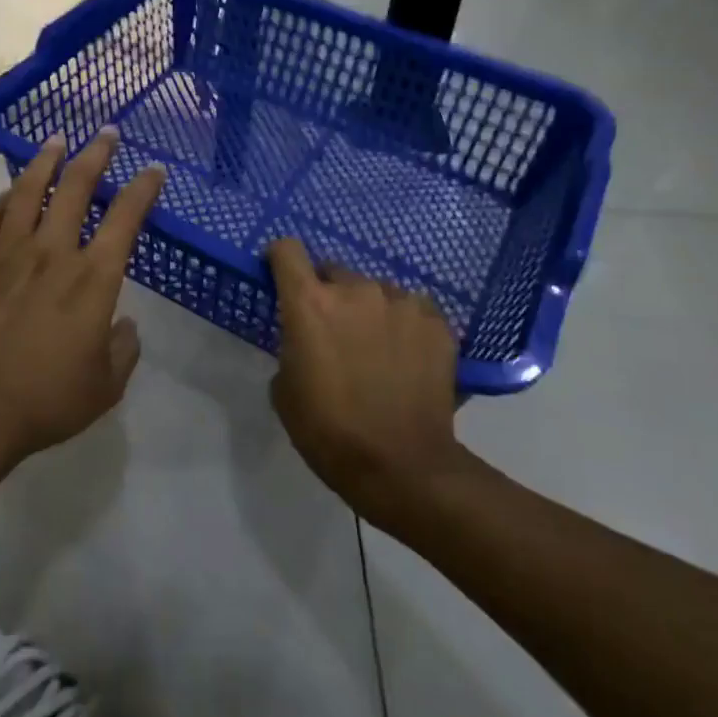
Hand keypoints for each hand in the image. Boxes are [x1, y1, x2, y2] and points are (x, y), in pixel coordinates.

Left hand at [0, 129, 165, 467]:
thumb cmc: (46, 401)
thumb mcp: (105, 387)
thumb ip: (124, 350)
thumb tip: (125, 325)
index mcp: (92, 279)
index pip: (125, 219)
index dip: (143, 189)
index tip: (154, 170)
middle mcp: (51, 254)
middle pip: (75, 188)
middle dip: (95, 155)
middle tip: (107, 133)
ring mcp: (6, 255)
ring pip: (27, 192)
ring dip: (45, 161)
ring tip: (56, 141)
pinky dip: (1, 200)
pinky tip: (8, 194)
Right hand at [265, 240, 465, 530]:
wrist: (402, 466)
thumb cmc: (328, 431)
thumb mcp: (285, 389)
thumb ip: (292, 346)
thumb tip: (306, 339)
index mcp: (310, 303)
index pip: (287, 250)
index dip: (280, 259)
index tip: (280, 276)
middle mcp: (356, 290)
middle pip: (333, 271)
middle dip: (328, 294)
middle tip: (333, 332)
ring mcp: (401, 303)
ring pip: (375, 291)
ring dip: (368, 310)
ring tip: (376, 349)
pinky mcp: (437, 322)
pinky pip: (411, 309)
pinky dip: (403, 325)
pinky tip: (406, 358)